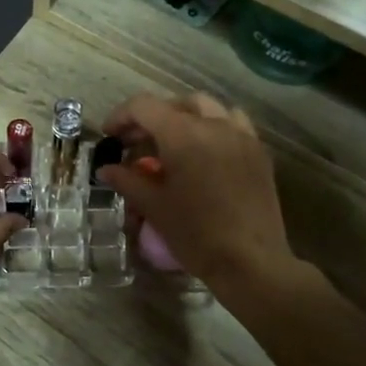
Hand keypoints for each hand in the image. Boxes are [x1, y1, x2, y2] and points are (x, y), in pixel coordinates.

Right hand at [94, 93, 291, 292]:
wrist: (251, 261)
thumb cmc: (196, 234)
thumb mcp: (154, 207)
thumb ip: (127, 181)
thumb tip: (105, 169)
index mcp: (183, 134)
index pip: (144, 106)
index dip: (121, 116)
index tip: (110, 136)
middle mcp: (214, 124)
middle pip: (176, 104)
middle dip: (152, 117)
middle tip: (136, 143)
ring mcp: (241, 136)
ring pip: (209, 108)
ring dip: (185, 117)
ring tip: (172, 142)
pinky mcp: (259, 152)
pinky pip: (233, 124)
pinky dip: (214, 127)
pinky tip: (206, 152)